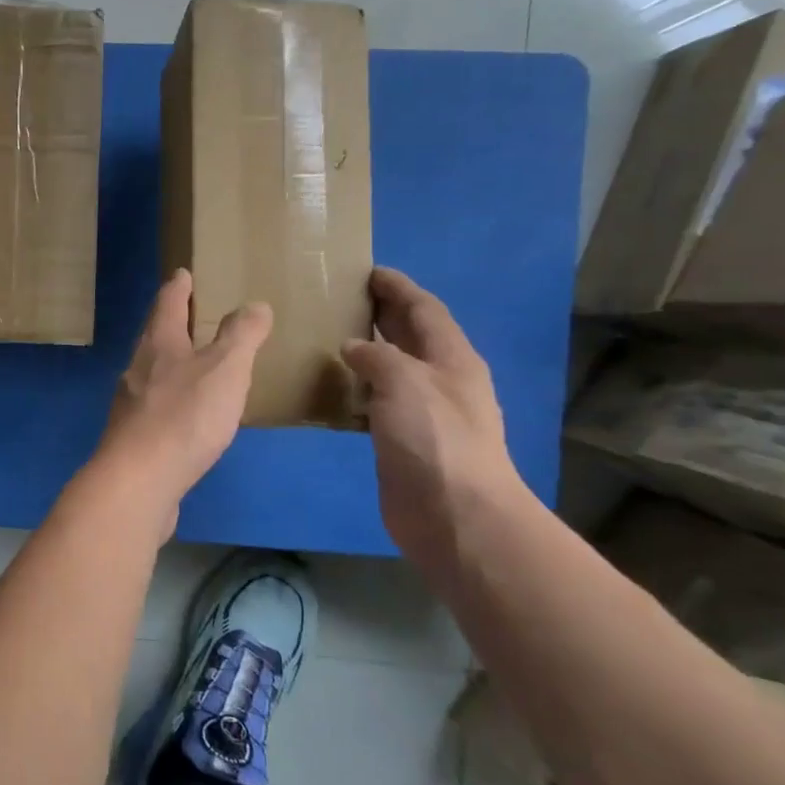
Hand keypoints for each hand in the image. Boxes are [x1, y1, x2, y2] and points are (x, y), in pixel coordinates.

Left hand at [97, 270, 272, 534]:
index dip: (178, 287)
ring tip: (196, 365)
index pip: (167, 303)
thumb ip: (241, 336)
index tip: (183, 273)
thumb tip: (253, 305)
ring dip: (172, 364)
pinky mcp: (133, 439)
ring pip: (153, 373)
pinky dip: (173, 402)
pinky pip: (156, 409)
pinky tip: (188, 417)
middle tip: (192, 314)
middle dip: (172, 323)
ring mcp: (131, 405)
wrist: (139, 481)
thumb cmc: (184, 416)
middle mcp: (137, 369)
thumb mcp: (225, 368)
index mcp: (158, 344)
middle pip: (154, 337)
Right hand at [341, 268, 525, 571]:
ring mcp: (425, 413)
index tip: (369, 271)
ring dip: (367, 352)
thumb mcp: (405, 381)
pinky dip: (356, 389)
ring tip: (329, 337)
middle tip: (343, 298)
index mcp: (452, 358)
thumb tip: (352, 347)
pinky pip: (377, 402)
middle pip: (411, 336)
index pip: (424, 309)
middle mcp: (441, 380)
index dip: (398, 288)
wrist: (454, 513)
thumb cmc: (435, 438)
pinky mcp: (404, 441)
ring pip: (393, 370)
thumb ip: (377, 356)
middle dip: (383, 314)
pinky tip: (331, 389)